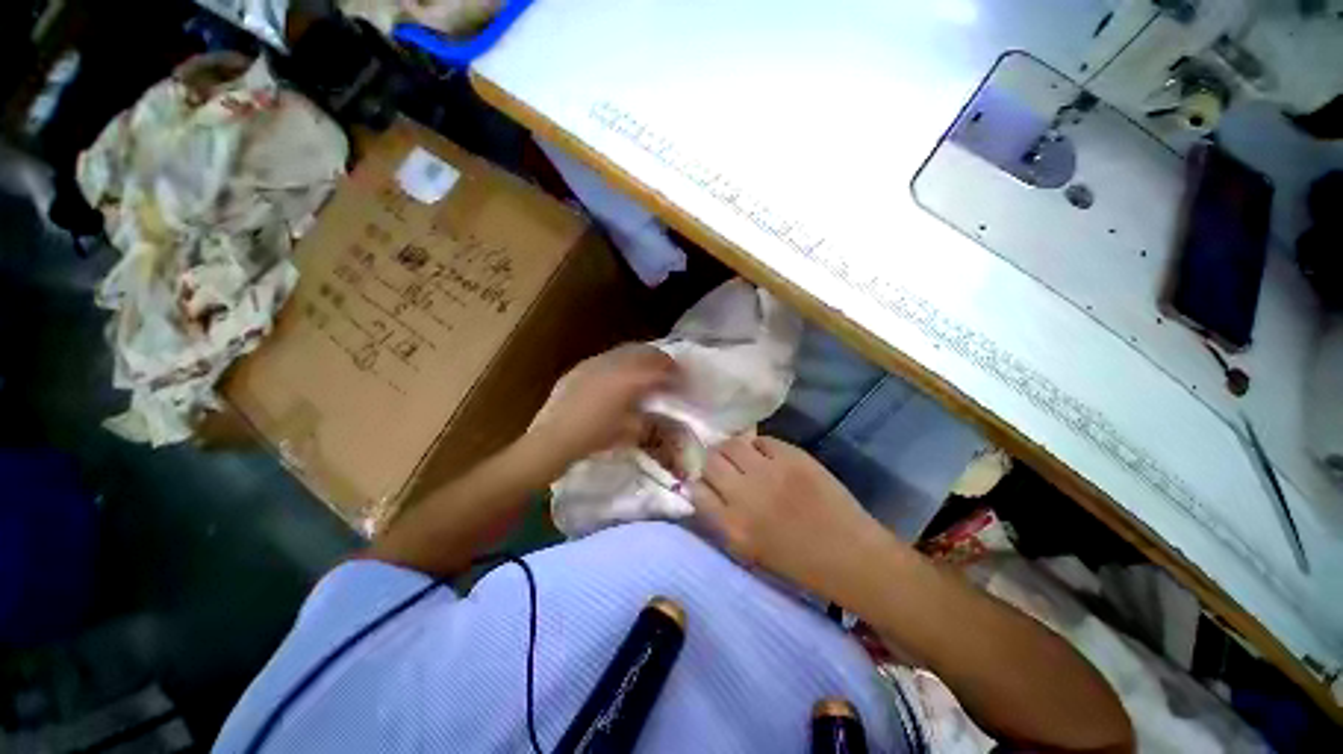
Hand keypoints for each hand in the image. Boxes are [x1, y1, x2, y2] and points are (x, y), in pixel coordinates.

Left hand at [527, 344, 679, 466]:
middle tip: (668, 371)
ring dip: (642, 357)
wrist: (556, 435)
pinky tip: (619, 375)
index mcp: (631, 378)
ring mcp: (597, 362)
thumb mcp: (631, 431)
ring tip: (646, 370)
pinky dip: (622, 361)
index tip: (681, 379)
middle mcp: (616, 363)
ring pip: (627, 350)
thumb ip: (652, 420)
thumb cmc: (597, 435)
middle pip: (646, 352)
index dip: (674, 373)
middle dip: (660, 360)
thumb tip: (664, 417)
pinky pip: (609, 357)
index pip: (661, 368)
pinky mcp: (583, 366)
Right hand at [692, 436, 888, 597]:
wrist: (851, 555)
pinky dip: (758, 447)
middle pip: (710, 462)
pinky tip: (767, 457)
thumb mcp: (749, 552)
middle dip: (712, 462)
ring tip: (743, 458)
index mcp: (733, 527)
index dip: (698, 483)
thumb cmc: (799, 563)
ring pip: (732, 444)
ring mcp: (769, 472)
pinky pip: (761, 440)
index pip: (696, 491)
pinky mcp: (792, 456)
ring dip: (732, 450)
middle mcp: (745, 495)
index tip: (706, 483)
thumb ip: (723, 520)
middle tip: (724, 466)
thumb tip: (705, 491)